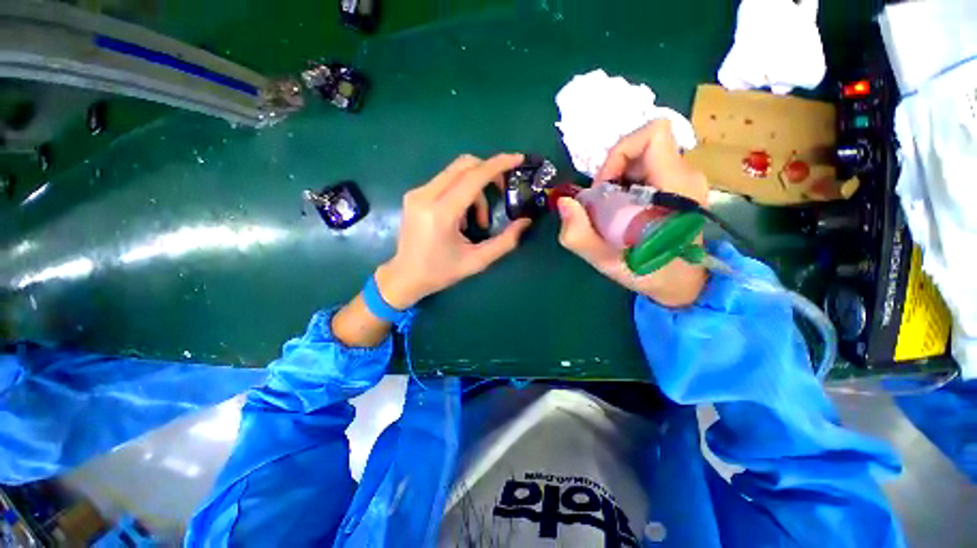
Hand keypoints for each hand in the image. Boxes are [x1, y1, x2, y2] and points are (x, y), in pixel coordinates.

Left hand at [375, 153, 531, 308]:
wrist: (405, 277)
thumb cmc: (441, 272)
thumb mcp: (477, 261)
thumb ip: (505, 241)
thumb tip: (526, 221)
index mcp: (441, 213)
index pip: (473, 177)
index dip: (498, 165)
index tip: (518, 159)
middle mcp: (425, 196)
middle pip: (464, 165)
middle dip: (489, 172)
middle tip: (502, 192)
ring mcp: (417, 193)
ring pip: (455, 172)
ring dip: (475, 188)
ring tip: (478, 220)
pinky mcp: (414, 195)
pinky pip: (446, 181)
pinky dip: (462, 192)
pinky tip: (462, 217)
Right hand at [557, 120, 709, 306]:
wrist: (685, 283)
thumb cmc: (651, 274)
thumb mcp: (608, 263)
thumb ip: (580, 236)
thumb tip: (564, 202)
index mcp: (676, 188)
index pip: (653, 135)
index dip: (619, 153)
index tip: (604, 187)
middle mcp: (685, 176)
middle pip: (643, 146)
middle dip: (612, 170)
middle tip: (602, 204)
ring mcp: (684, 180)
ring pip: (643, 158)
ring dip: (617, 179)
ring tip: (610, 210)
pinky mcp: (679, 186)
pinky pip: (646, 169)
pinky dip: (625, 184)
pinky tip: (621, 210)